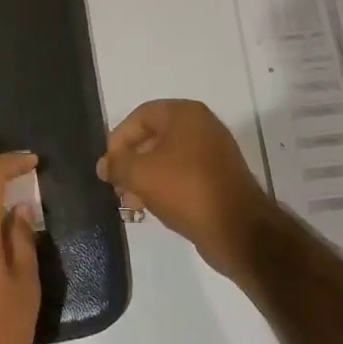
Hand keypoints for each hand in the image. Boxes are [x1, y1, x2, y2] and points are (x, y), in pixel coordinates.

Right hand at [96, 100, 278, 284]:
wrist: (238, 229)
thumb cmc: (185, 189)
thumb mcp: (140, 174)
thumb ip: (117, 165)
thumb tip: (104, 165)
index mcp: (185, 114)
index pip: (140, 116)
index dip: (118, 139)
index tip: (108, 166)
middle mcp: (202, 127)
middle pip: (153, 138)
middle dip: (131, 163)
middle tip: (117, 187)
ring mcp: (214, 153)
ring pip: (168, 159)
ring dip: (145, 178)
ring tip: (132, 203)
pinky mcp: (220, 178)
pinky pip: (184, 175)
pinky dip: (165, 187)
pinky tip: (153, 207)